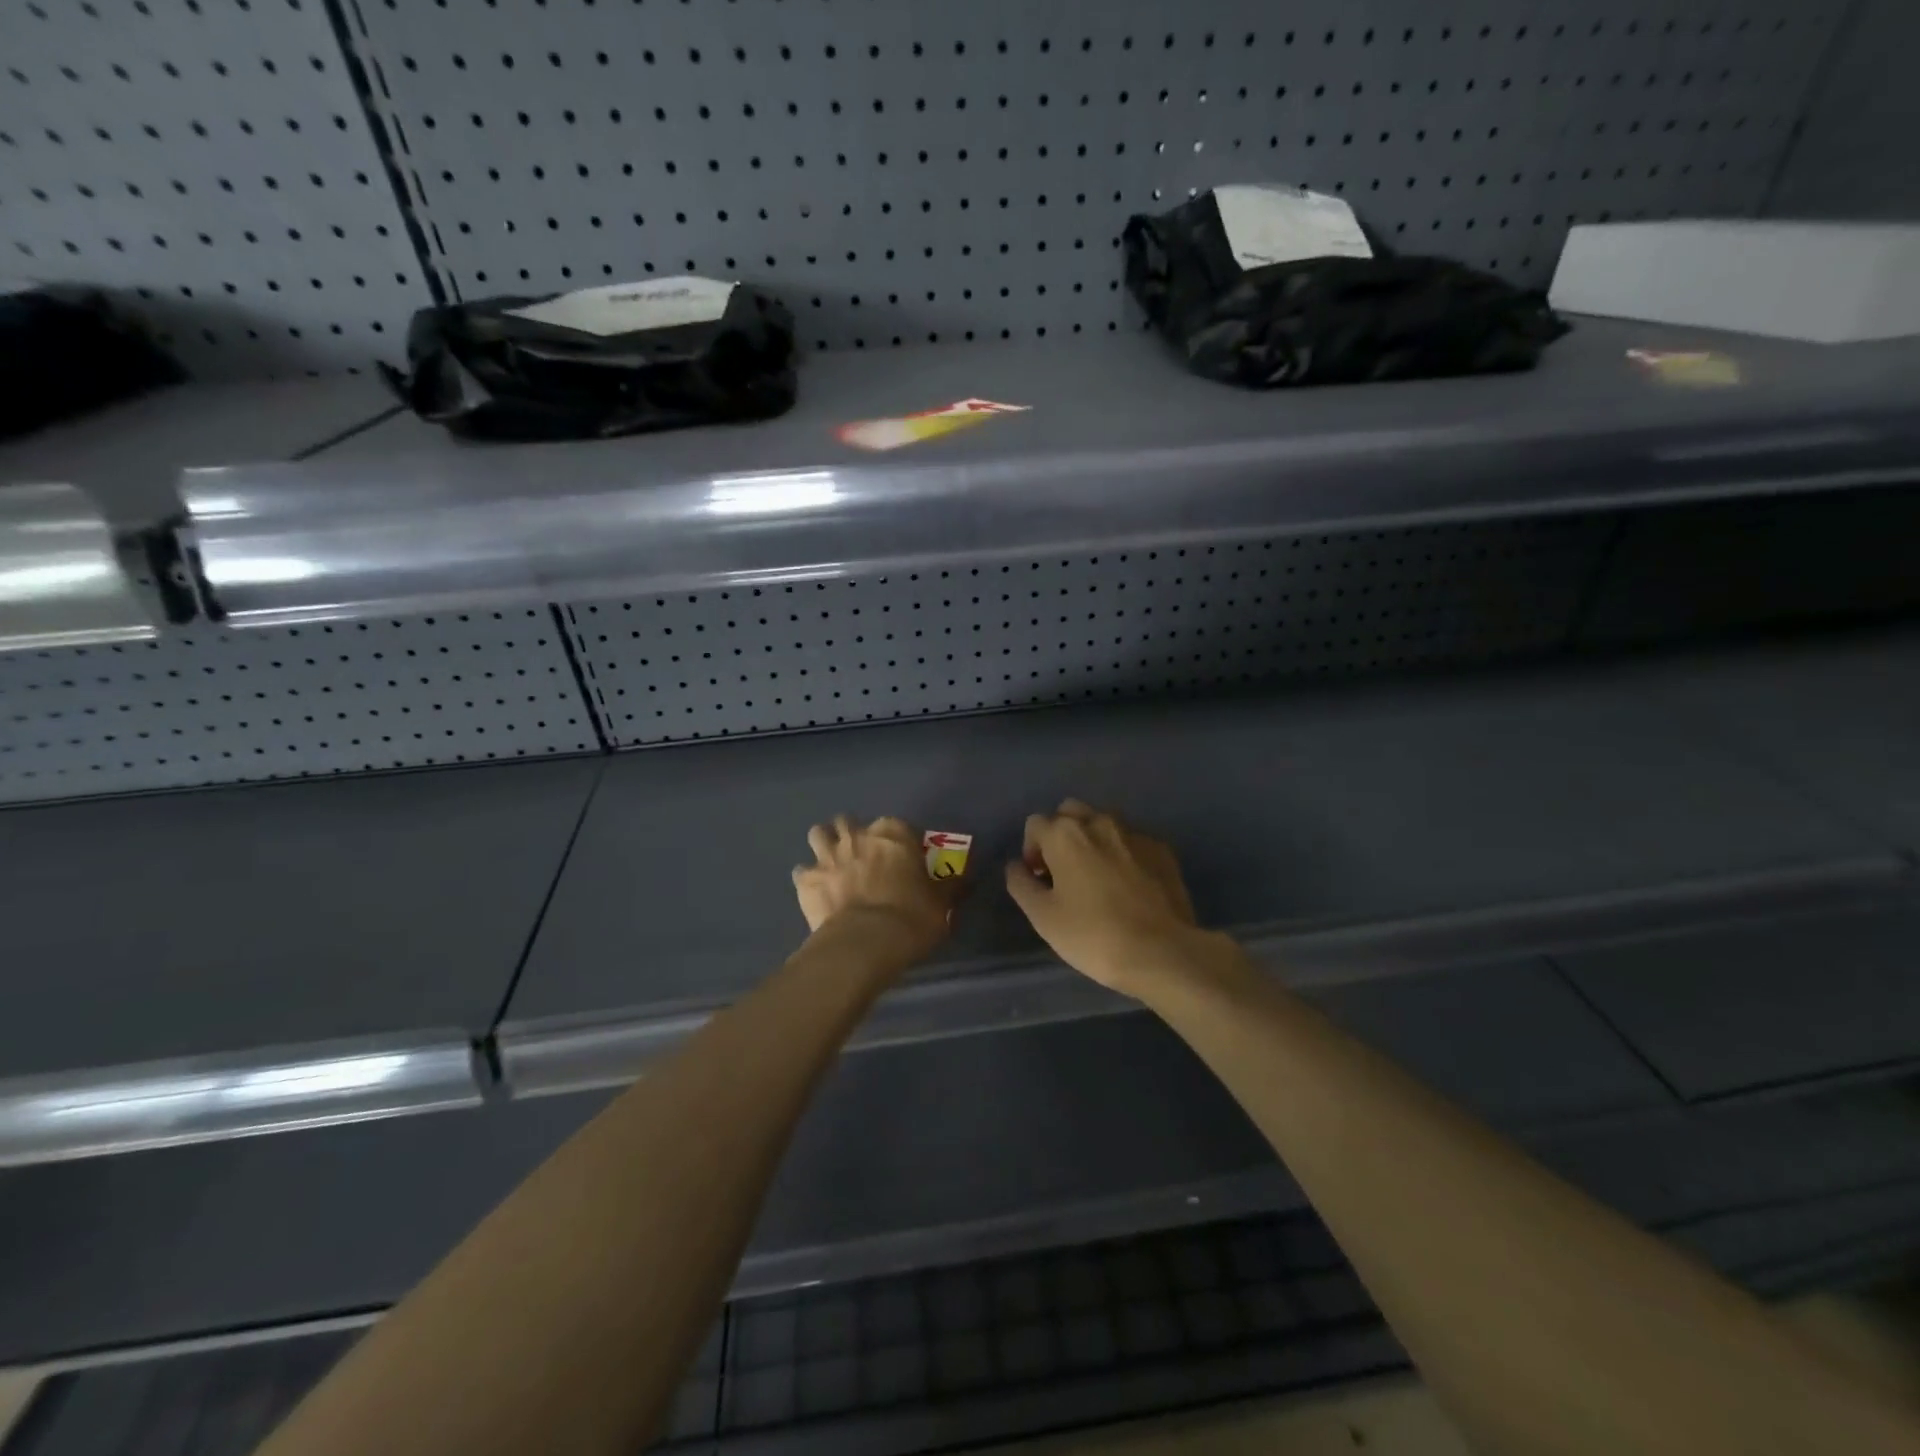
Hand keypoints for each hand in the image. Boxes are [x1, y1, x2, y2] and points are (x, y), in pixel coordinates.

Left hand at [793, 816, 954, 962]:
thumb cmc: (911, 917)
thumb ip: (950, 886)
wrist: (865, 943)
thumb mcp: (941, 903)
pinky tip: (816, 891)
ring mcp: (827, 855)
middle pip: (849, 821)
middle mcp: (857, 835)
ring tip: (833, 863)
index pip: (897, 825)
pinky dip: (808, 878)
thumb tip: (964, 877)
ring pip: (818, 834)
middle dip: (854, 834)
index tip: (903, 857)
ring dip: (825, 844)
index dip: (899, 840)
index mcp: (893, 834)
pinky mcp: (806, 879)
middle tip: (863, 856)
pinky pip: (802, 871)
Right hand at [1005, 800, 1211, 995]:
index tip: (1040, 880)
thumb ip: (1021, 884)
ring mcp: (1135, 833)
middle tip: (1064, 872)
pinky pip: (1133, 841)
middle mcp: (1099, 822)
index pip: (1035, 823)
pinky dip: (1124, 853)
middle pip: (1070, 812)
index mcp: (1065, 834)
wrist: (1163, 952)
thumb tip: (1016, 866)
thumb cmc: (1093, 935)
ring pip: (1104, 822)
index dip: (1031, 850)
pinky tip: (1129, 886)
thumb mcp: (1043, 917)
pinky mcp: (1163, 850)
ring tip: (1098, 877)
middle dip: (1061, 834)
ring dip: (1093, 840)